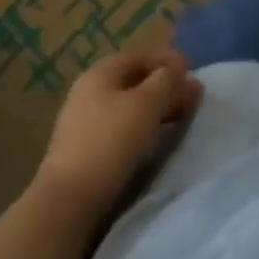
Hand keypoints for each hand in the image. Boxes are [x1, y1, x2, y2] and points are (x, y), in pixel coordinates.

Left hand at [35, 50, 203, 217]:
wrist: (67, 201)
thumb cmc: (111, 141)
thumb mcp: (147, 104)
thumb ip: (168, 81)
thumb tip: (181, 69)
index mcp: (101, 73)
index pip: (139, 57)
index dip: (167, 61)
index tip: (191, 71)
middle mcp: (89, 92)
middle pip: (133, 82)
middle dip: (164, 87)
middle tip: (191, 97)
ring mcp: (83, 123)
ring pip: (127, 107)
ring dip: (154, 109)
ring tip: (178, 119)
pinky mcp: (83, 151)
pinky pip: (119, 129)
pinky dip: (140, 128)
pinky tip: (153, 140)